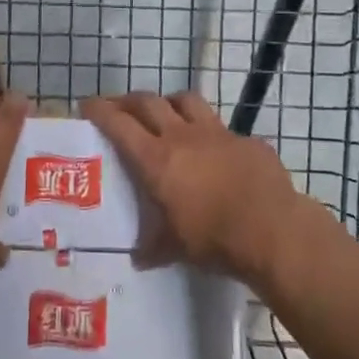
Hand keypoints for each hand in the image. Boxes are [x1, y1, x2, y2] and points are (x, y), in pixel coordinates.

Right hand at [81, 92, 314, 284]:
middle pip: (148, 102)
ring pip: (185, 100)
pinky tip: (214, 149)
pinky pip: (221, 127)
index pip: (119, 123)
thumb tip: (138, 258)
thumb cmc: (214, 239)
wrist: (272, 229)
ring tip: (164, 113)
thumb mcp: (176, 248)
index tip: (87, 105)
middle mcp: (182, 136)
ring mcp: (216, 133)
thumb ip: (154, 247)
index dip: (100, 111)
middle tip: (119, 108)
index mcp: (157, 159)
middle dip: (128, 101)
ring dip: (169, 102)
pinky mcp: (245, 140)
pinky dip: (209, 132)